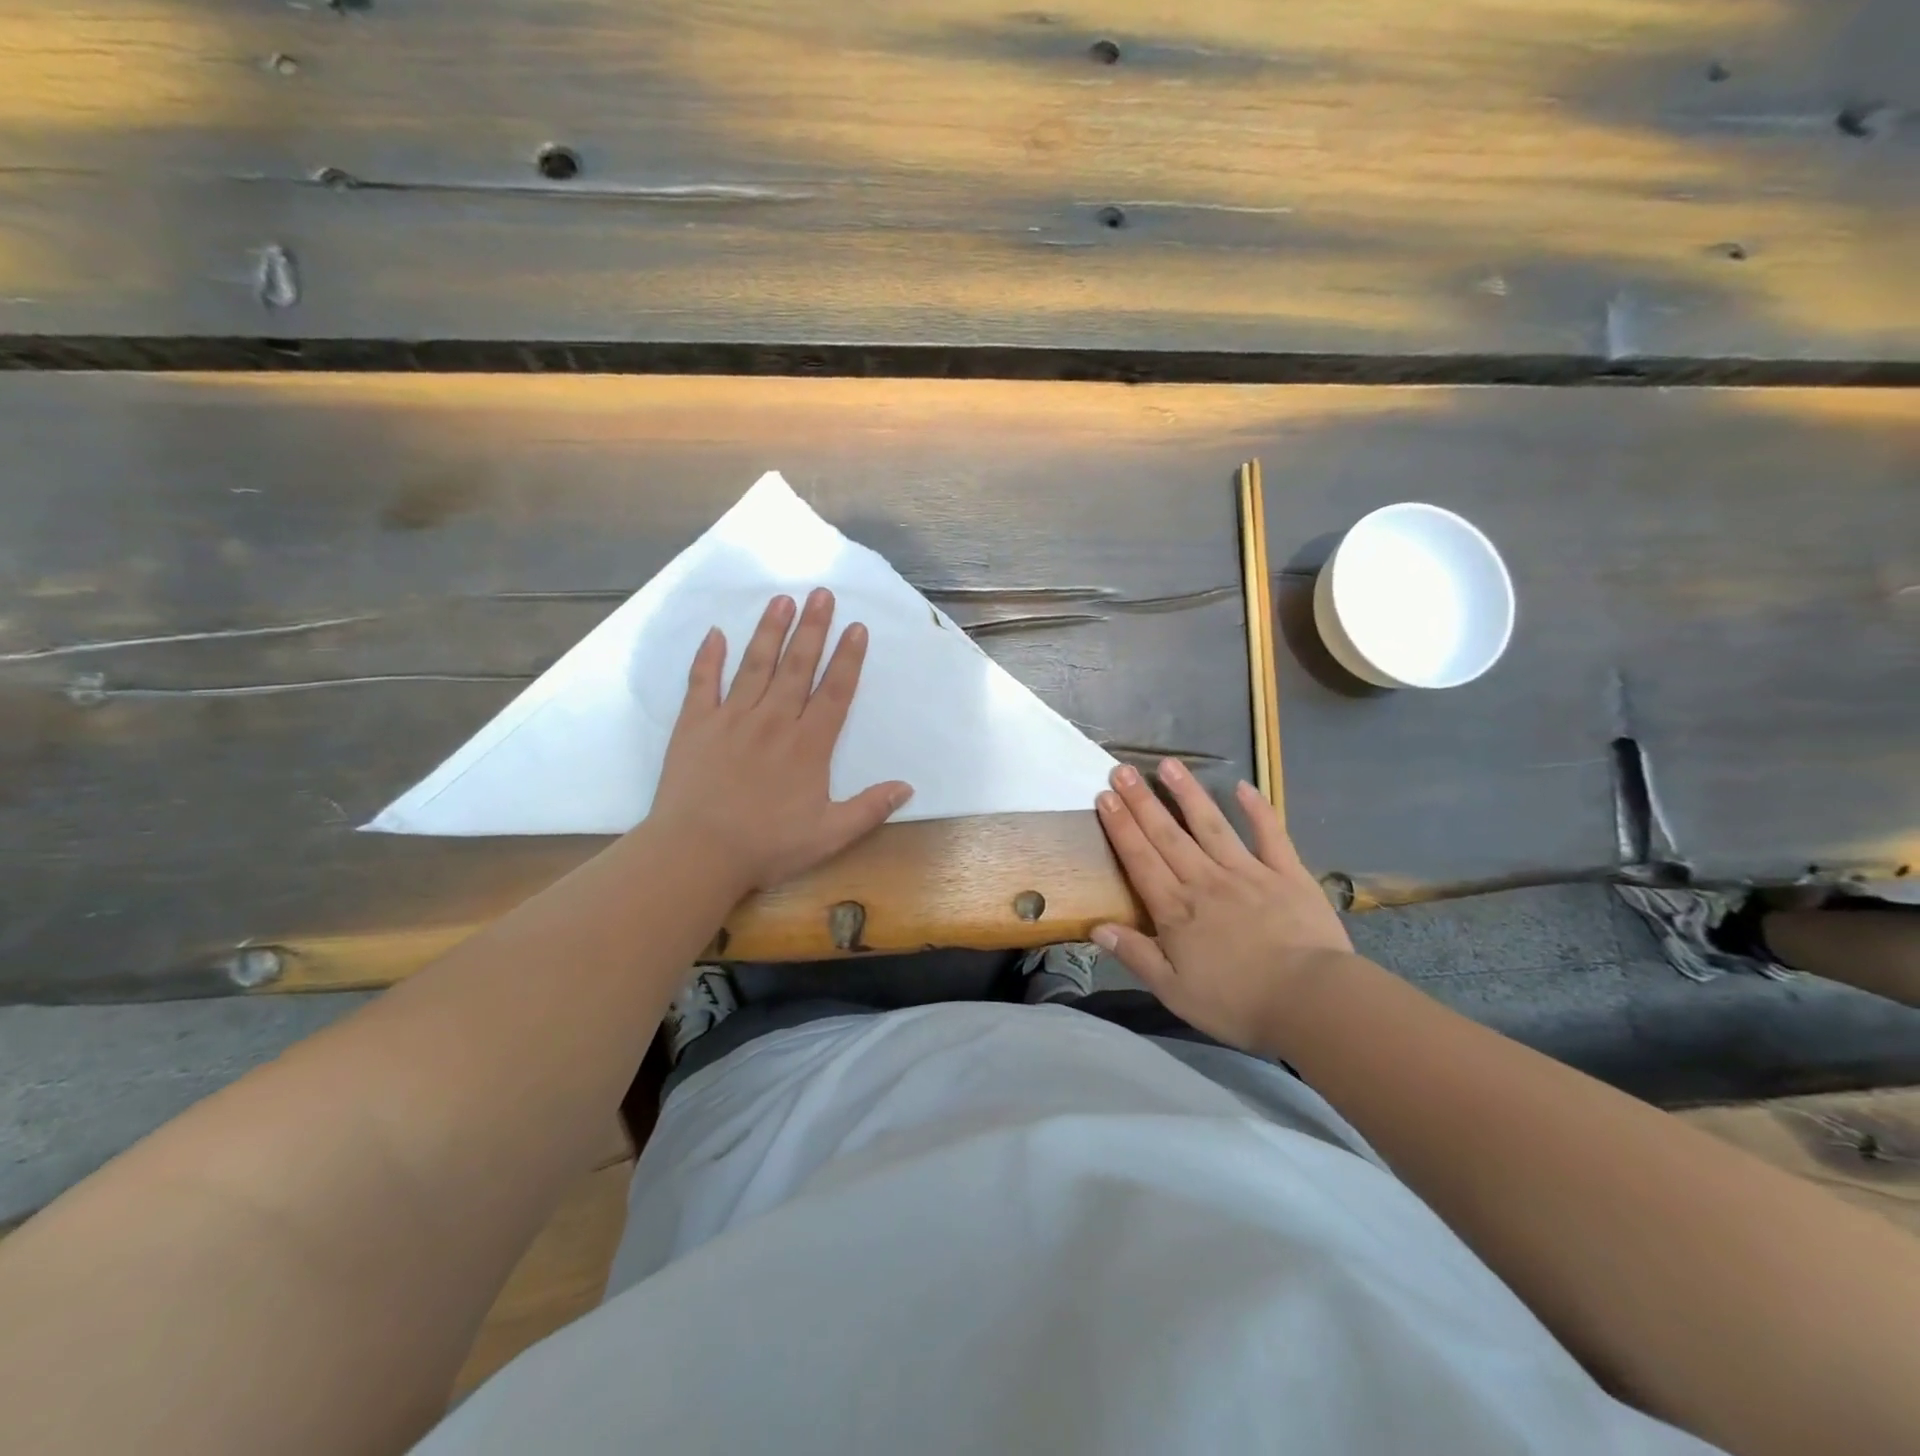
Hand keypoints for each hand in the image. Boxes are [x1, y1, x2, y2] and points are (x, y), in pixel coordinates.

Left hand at [645, 589, 912, 894]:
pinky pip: (702, 683)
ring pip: (755, 665)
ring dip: (769, 630)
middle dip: (812, 628)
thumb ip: (869, 809)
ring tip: (781, 600)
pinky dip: (708, 657)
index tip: (856, 627)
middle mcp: (773, 721)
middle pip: (797, 666)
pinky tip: (715, 633)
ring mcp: (731, 718)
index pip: (834, 692)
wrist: (697, 853)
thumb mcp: (829, 836)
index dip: (848, 658)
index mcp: (808, 745)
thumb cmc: (767, 846)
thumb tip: (907, 787)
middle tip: (821, 593)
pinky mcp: (695, 725)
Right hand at [1092, 759, 1353, 1055]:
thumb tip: (1096, 927)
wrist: (1313, 1002)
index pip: (1140, 860)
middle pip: (1167, 835)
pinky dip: (1258, 810)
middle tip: (1122, 770)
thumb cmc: (1238, 1003)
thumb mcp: (1175, 992)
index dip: (1120, 827)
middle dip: (1142, 801)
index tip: (1104, 797)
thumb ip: (1136, 956)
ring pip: (1211, 826)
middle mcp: (1206, 881)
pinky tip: (1243, 787)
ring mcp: (1248, 873)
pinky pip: (1270, 835)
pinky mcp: (1287, 874)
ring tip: (1169, 764)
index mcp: (1177, 910)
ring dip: (1188, 794)